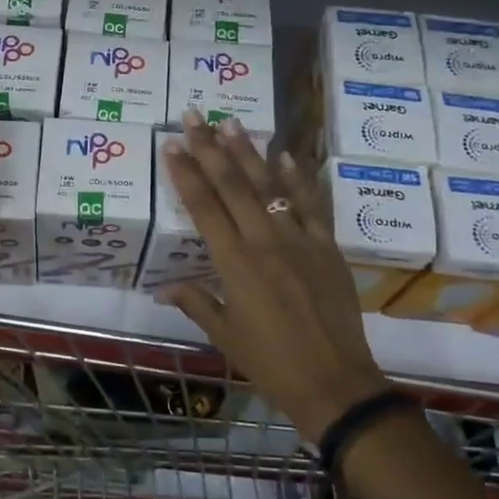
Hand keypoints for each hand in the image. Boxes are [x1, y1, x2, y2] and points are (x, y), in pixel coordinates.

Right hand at [158, 111, 388, 441]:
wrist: (336, 383)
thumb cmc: (271, 364)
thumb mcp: (224, 335)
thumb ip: (195, 303)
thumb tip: (163, 288)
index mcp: (234, 264)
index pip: (203, 207)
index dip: (185, 173)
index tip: (172, 144)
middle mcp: (265, 242)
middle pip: (233, 186)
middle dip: (211, 148)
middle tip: (195, 116)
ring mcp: (300, 241)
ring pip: (270, 186)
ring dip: (249, 152)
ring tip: (232, 122)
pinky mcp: (328, 248)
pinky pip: (312, 205)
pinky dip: (298, 178)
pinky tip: (285, 154)